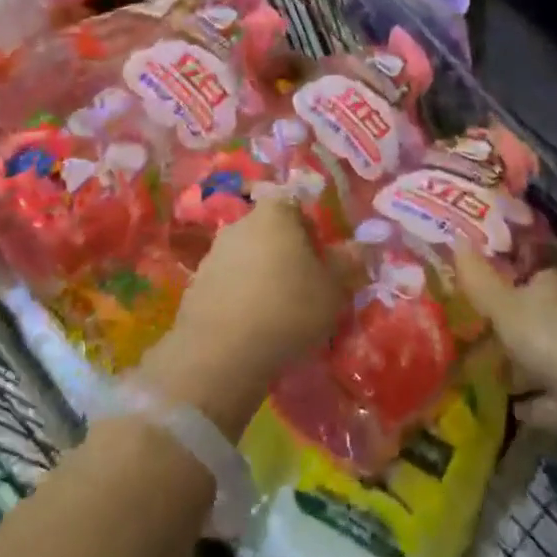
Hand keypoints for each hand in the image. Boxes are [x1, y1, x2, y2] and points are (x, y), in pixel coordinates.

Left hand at [175, 186, 344, 369]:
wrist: (221, 353)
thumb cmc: (287, 309)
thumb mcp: (333, 289)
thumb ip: (348, 263)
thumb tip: (360, 247)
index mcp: (274, 213)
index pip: (294, 203)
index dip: (309, 227)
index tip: (319, 257)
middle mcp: (240, 223)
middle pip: (269, 229)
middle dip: (285, 252)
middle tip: (303, 286)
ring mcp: (213, 254)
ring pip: (247, 256)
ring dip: (261, 275)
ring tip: (277, 311)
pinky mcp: (196, 285)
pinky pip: (228, 283)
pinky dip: (240, 297)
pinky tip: (251, 326)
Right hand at [454, 245, 556, 420]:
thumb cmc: (551, 336)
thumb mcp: (504, 306)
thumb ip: (478, 279)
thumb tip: (454, 238)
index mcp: (551, 283)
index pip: (524, 275)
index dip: (500, 284)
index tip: (473, 297)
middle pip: (534, 317)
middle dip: (508, 329)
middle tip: (471, 340)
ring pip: (545, 356)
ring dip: (521, 367)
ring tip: (485, 377)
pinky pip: (555, 394)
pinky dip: (537, 402)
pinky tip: (514, 410)